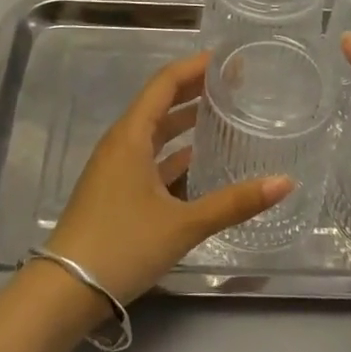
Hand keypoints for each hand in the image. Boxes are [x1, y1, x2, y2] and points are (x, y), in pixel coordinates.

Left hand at [40, 53, 293, 310]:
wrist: (64, 292)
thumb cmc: (122, 245)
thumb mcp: (183, 224)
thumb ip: (234, 203)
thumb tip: (285, 182)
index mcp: (131, 136)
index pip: (166, 83)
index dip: (196, 67)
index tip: (227, 59)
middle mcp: (121, 142)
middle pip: (161, 102)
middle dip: (195, 89)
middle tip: (233, 84)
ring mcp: (115, 167)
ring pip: (155, 131)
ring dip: (185, 120)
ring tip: (222, 114)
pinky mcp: (115, 190)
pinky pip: (149, 157)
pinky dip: (174, 152)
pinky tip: (199, 161)